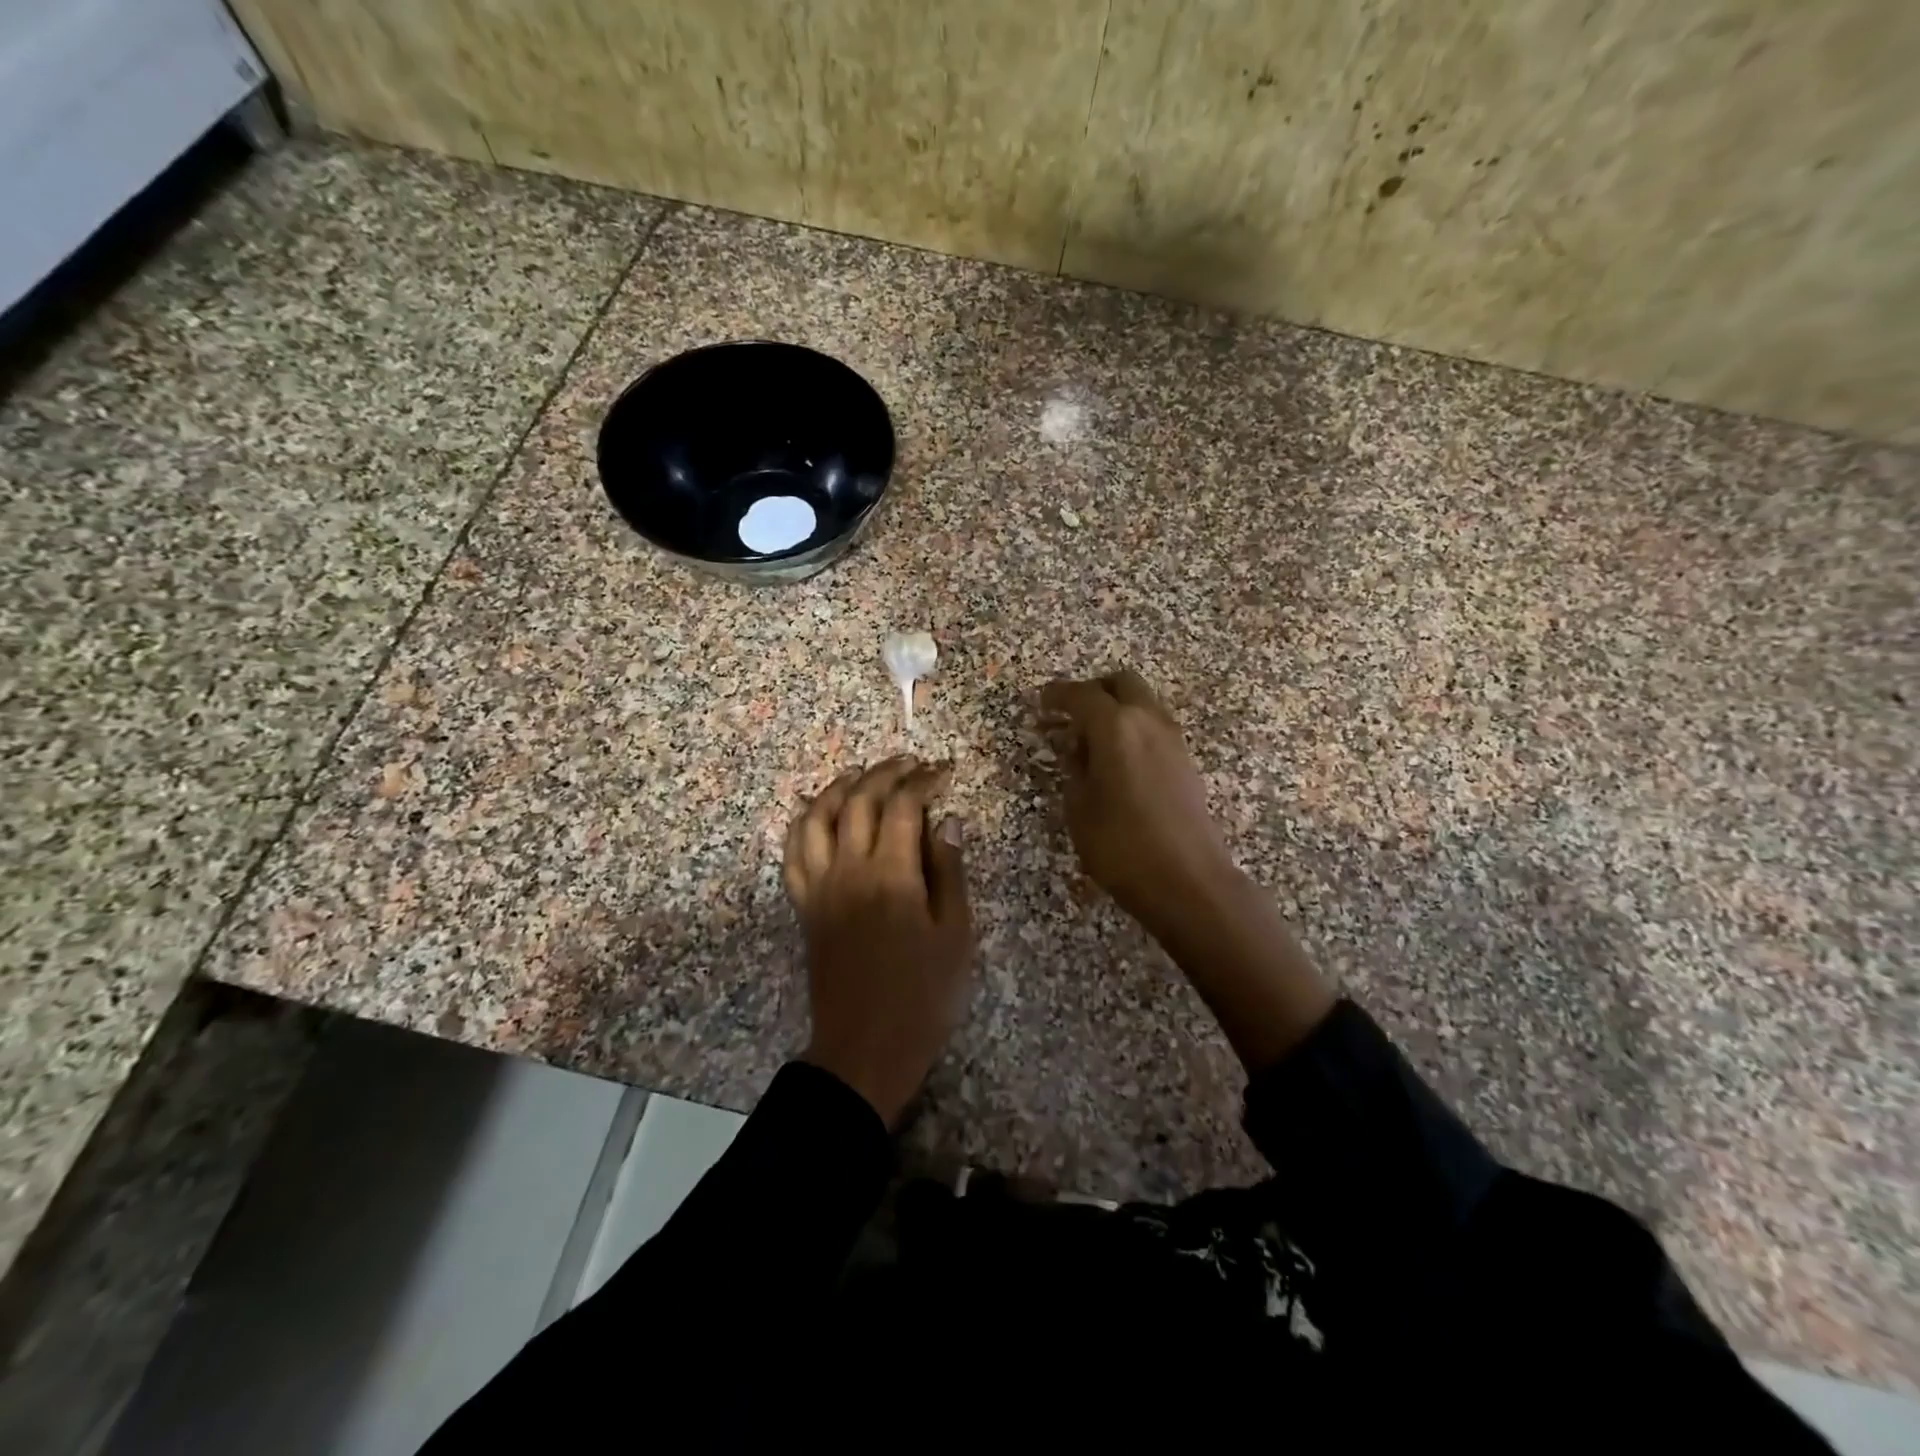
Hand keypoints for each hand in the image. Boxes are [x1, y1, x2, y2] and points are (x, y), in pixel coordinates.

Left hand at [783, 756, 972, 1125]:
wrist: (866, 1047)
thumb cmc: (923, 996)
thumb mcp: (955, 935)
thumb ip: (950, 872)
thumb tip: (946, 821)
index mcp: (891, 875)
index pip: (903, 806)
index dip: (924, 781)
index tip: (943, 771)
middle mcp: (848, 870)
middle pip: (858, 800)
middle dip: (884, 773)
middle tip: (909, 764)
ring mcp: (819, 886)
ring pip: (817, 817)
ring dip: (839, 788)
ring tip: (860, 776)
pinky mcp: (804, 905)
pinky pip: (793, 853)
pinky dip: (804, 824)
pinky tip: (819, 816)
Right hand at [1039, 669, 1234, 938]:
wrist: (1187, 880)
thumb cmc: (1121, 845)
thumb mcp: (1079, 807)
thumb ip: (1073, 768)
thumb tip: (1073, 748)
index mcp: (1116, 727)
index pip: (1081, 695)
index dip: (1056, 695)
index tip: (1039, 702)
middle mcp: (1148, 721)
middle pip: (1121, 683)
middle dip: (1093, 690)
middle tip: (1069, 714)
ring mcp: (1172, 739)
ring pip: (1142, 702)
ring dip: (1116, 709)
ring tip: (1090, 741)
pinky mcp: (1185, 760)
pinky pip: (1153, 726)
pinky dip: (1132, 729)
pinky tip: (1116, 760)